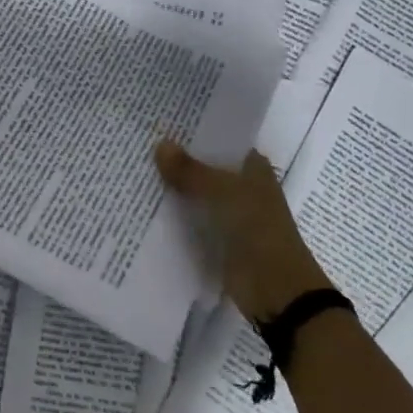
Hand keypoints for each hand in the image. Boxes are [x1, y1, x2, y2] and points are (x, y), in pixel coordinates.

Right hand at [155, 139, 331, 323]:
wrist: (276, 290)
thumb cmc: (256, 229)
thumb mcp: (222, 193)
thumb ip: (190, 170)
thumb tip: (160, 144)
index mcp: (253, 168)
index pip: (220, 141)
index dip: (195, 133)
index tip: (162, 123)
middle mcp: (243, 187)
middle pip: (206, 167)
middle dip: (178, 160)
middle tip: (140, 145)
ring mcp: (231, 215)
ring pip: (197, 194)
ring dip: (174, 189)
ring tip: (136, 172)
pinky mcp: (219, 240)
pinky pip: (193, 221)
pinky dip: (175, 216)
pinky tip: (146, 206)